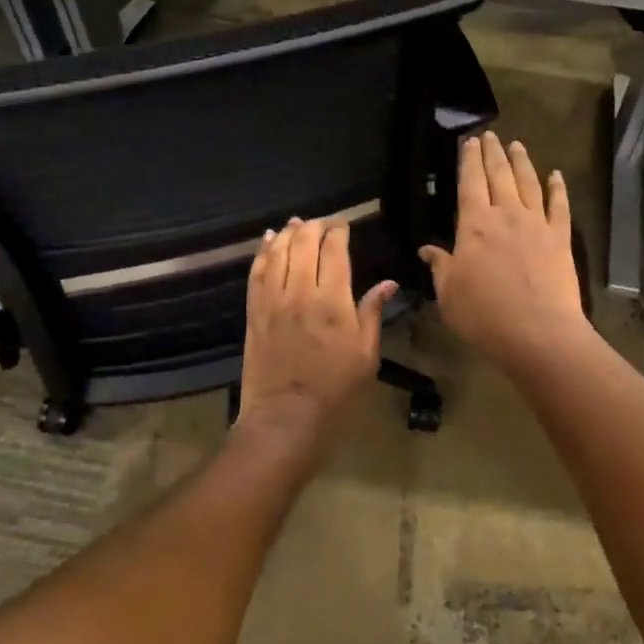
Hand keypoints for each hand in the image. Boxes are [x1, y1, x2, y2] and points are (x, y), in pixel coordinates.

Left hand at [239, 217, 396, 461]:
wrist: (285, 420)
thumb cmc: (335, 391)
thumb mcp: (366, 355)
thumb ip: (372, 313)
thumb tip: (388, 283)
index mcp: (332, 302)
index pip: (333, 251)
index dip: (338, 232)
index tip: (344, 225)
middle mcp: (299, 293)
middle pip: (303, 244)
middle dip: (314, 227)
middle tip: (324, 223)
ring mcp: (272, 302)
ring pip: (277, 253)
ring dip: (287, 234)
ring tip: (296, 223)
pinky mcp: (254, 313)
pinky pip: (256, 274)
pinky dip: (262, 253)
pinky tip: (268, 242)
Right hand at [420, 132, 588, 374]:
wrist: (538, 332)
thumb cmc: (484, 315)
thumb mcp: (449, 294)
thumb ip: (440, 266)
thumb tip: (426, 249)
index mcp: (474, 224)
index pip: (469, 182)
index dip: (469, 160)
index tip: (469, 141)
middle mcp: (506, 214)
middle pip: (499, 175)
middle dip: (492, 152)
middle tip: (490, 135)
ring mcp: (537, 223)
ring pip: (528, 183)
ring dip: (521, 161)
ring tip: (516, 145)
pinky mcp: (560, 238)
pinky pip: (559, 205)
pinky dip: (558, 188)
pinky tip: (556, 175)